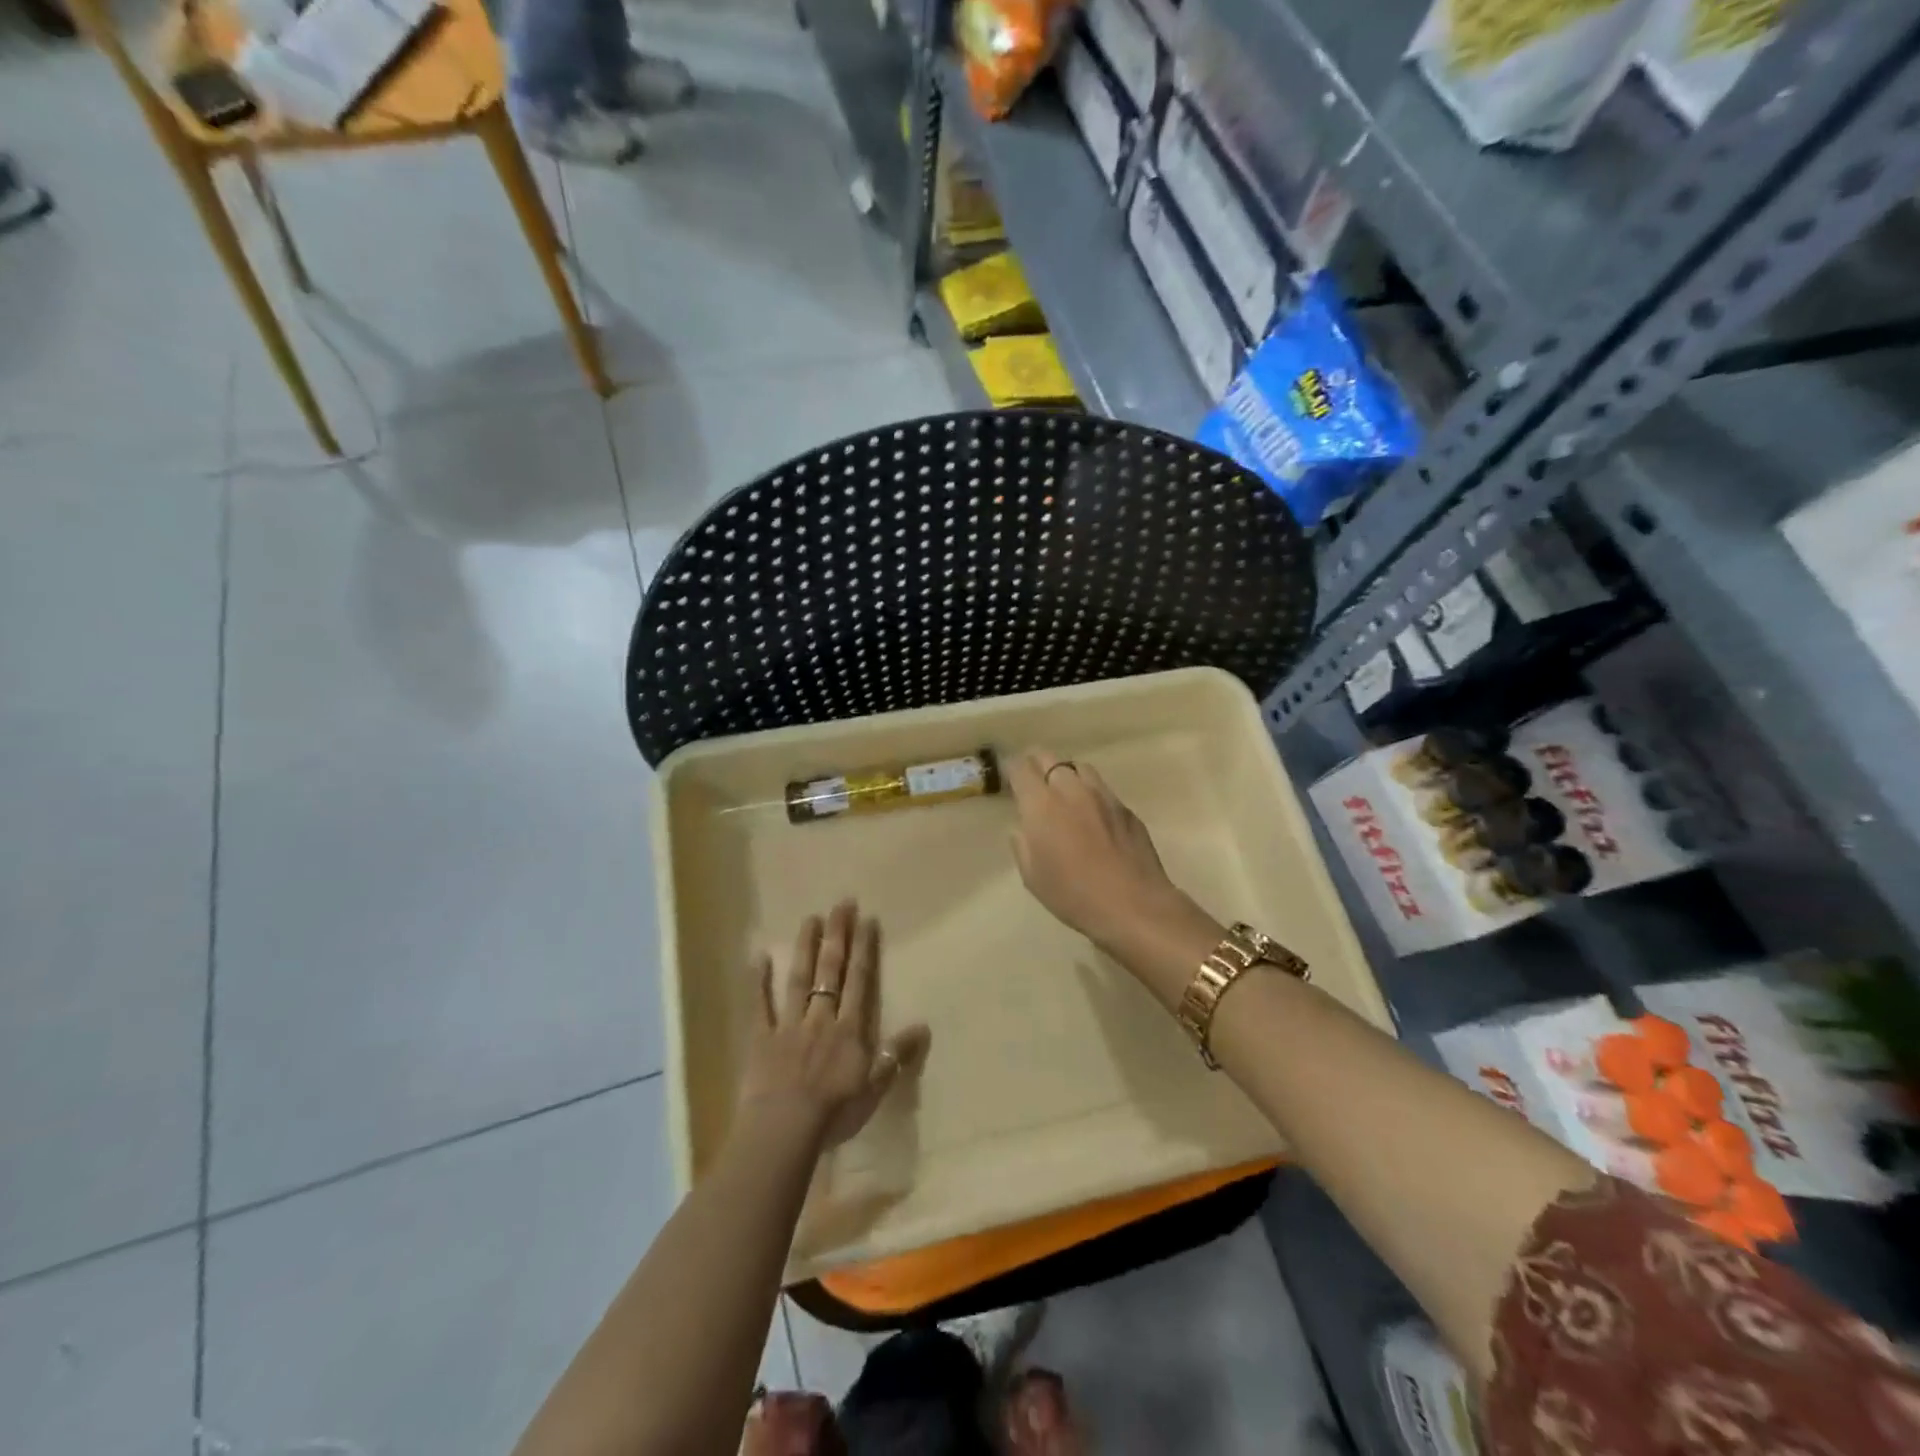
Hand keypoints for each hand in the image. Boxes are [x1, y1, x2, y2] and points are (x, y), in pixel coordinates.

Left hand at [736, 900, 930, 1151]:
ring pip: (799, 980)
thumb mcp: (875, 1087)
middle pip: (831, 971)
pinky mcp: (761, 1039)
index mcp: (849, 1029)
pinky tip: (759, 957)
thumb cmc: (835, 1112)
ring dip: (806, 948)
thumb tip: (923, 1026)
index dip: (864, 950)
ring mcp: (789, 1026)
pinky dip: (759, 982)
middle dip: (838, 936)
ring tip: (810, 918)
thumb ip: (896, 1055)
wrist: (785, 1128)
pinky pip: (760, 1006)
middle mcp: (821, 1018)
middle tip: (841, 904)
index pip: (860, 981)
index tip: (866, 919)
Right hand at [1006, 750, 1192, 946]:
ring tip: (1064, 791)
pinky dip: (1090, 793)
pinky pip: (1102, 789)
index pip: (1021, 769)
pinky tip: (1093, 815)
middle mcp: (1071, 790)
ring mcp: (1103, 796)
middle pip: (1050, 759)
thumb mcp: (1033, 877)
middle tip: (1033, 779)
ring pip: (1079, 768)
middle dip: (1037, 764)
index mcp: (1041, 805)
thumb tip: (1023, 828)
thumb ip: (1022, 845)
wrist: (1133, 904)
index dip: (1012, 769)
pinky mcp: (1125, 808)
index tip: (1010, 777)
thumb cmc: (1073, 895)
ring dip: (1066, 774)